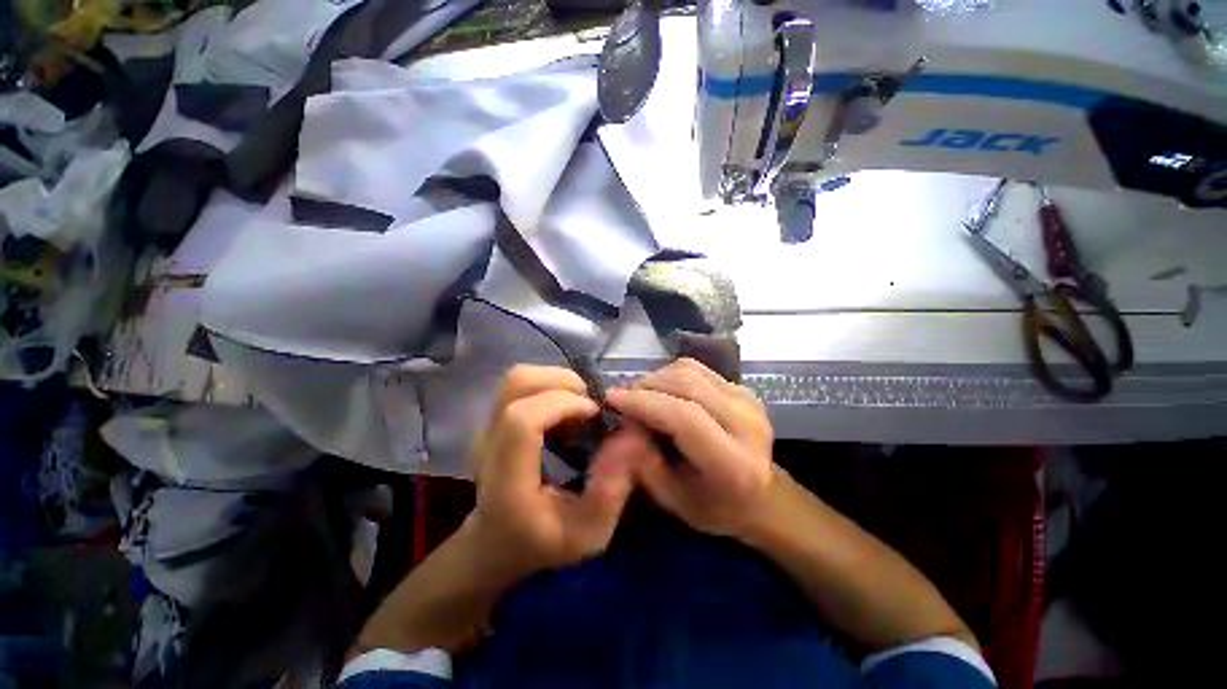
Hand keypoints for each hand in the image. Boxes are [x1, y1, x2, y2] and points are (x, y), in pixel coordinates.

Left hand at [468, 365, 638, 580]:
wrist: (493, 544)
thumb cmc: (541, 543)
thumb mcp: (588, 534)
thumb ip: (611, 490)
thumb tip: (631, 437)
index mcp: (507, 479)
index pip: (522, 419)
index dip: (563, 404)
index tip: (595, 412)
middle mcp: (488, 444)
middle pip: (517, 384)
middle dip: (563, 381)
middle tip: (591, 404)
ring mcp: (485, 428)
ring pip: (517, 378)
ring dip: (557, 381)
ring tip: (580, 405)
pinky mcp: (492, 420)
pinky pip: (521, 386)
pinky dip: (549, 387)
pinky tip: (566, 412)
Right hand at [606, 358, 775, 538]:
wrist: (759, 496)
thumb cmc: (711, 506)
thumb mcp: (669, 498)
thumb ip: (642, 461)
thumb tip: (622, 421)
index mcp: (734, 464)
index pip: (683, 418)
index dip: (643, 403)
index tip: (610, 398)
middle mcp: (748, 425)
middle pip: (686, 386)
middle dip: (645, 386)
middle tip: (623, 400)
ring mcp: (749, 401)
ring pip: (689, 371)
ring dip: (657, 378)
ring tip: (642, 397)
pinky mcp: (743, 388)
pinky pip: (697, 369)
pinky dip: (671, 374)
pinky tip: (663, 392)